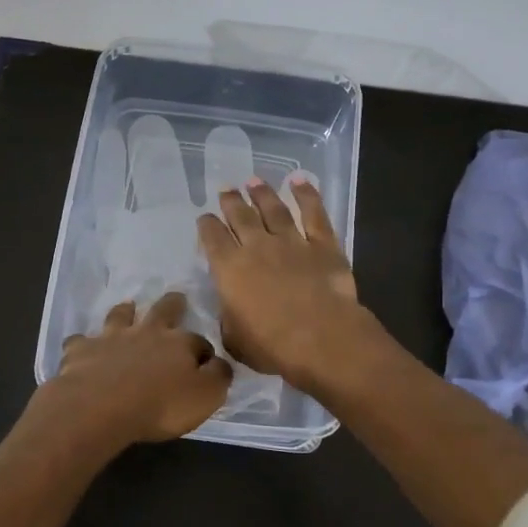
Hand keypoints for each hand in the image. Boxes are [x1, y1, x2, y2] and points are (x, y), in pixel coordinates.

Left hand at [31, 293, 231, 451]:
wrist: (100, 405)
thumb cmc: (160, 405)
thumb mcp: (205, 397)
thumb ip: (217, 377)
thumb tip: (219, 363)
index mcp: (179, 343)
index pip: (199, 342)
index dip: (203, 350)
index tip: (205, 360)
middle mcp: (147, 332)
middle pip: (163, 311)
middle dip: (172, 304)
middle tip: (176, 298)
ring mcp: (111, 337)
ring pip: (120, 316)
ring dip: (125, 312)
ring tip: (127, 307)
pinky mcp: (81, 350)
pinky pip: (80, 341)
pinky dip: (82, 343)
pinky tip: (80, 348)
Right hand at [197, 176, 368, 387]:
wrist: (321, 338)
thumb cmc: (272, 346)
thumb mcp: (235, 340)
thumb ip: (229, 319)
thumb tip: (230, 310)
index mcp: (229, 269)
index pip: (212, 238)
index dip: (207, 225)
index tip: (205, 218)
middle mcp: (257, 247)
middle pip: (240, 216)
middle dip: (231, 201)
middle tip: (227, 189)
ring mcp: (291, 242)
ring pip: (273, 209)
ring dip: (262, 194)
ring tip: (254, 181)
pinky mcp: (322, 244)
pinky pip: (313, 213)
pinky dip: (306, 195)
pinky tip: (300, 180)